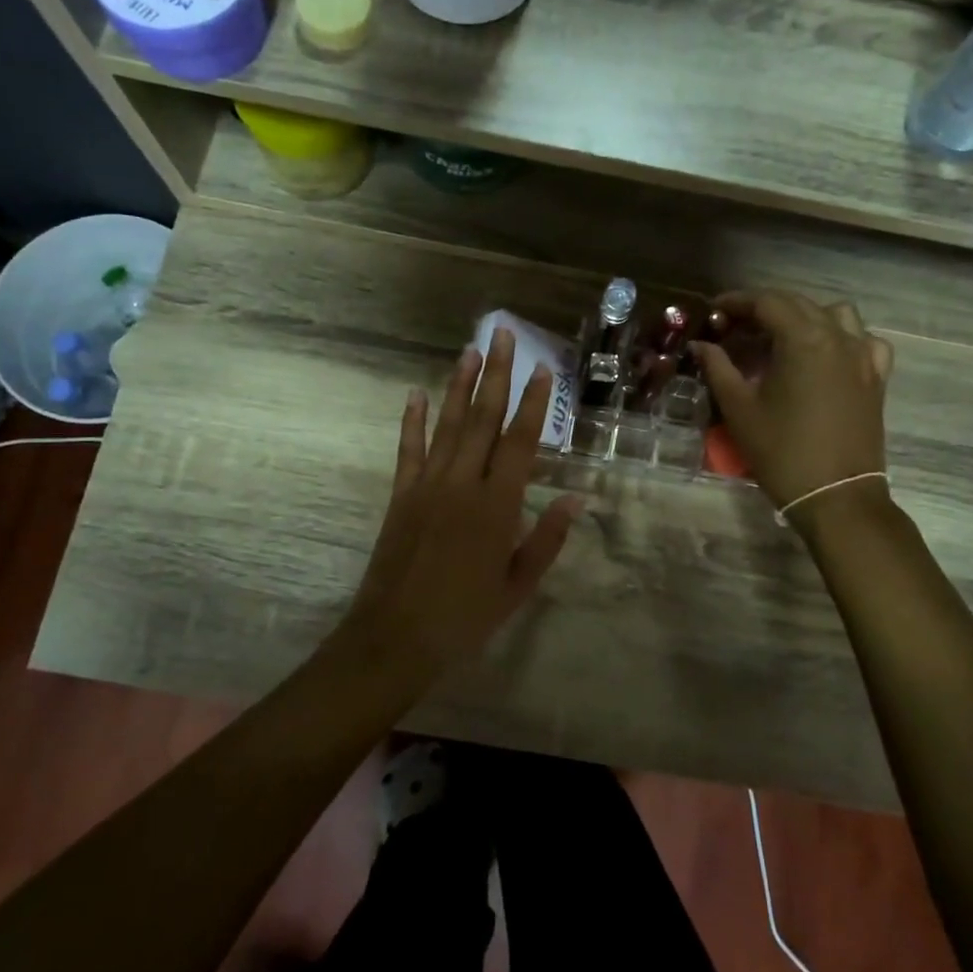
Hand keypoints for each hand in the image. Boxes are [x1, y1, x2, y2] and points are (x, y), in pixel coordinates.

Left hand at [346, 326, 580, 674]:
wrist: (396, 636)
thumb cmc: (465, 616)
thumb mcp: (518, 585)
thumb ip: (546, 539)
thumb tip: (576, 498)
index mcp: (497, 506)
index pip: (520, 442)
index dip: (533, 404)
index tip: (543, 370)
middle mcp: (463, 484)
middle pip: (483, 419)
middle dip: (497, 375)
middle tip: (503, 335)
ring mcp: (427, 485)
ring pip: (448, 425)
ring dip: (460, 386)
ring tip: (471, 350)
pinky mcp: (400, 495)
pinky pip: (409, 449)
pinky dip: (413, 420)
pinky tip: (416, 393)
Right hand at [692, 290, 894, 515]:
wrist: (836, 496)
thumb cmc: (782, 452)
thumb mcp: (739, 409)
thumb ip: (718, 368)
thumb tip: (701, 345)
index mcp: (803, 339)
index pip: (767, 302)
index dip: (736, 302)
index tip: (714, 311)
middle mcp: (838, 337)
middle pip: (798, 304)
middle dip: (764, 308)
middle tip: (735, 326)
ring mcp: (863, 356)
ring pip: (835, 314)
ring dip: (804, 316)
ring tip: (781, 337)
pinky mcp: (876, 378)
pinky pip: (863, 340)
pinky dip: (842, 337)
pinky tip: (826, 354)